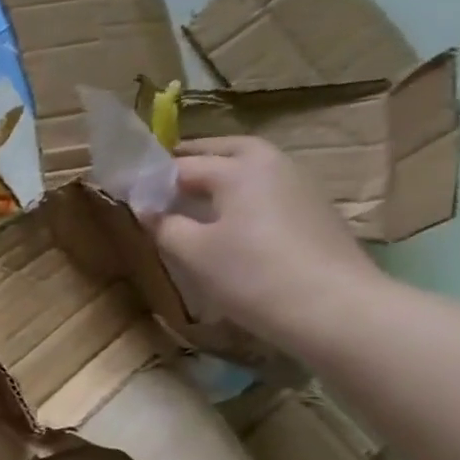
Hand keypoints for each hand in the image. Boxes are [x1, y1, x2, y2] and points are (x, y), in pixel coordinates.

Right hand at [148, 137, 382, 347]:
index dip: (150, 178)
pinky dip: (243, 194)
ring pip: (253, 168)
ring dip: (222, 174)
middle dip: (193, 158)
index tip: (125, 192)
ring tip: (192, 197)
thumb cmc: (251, 274)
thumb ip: (164, 225)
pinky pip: (267, 190)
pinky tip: (228, 219)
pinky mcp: (314, 213)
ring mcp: (300, 188)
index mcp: (239, 169)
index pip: (181, 165)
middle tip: (163, 176)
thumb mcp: (191, 252)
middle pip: (227, 150)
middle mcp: (273, 166)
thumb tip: (148, 210)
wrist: (335, 309)